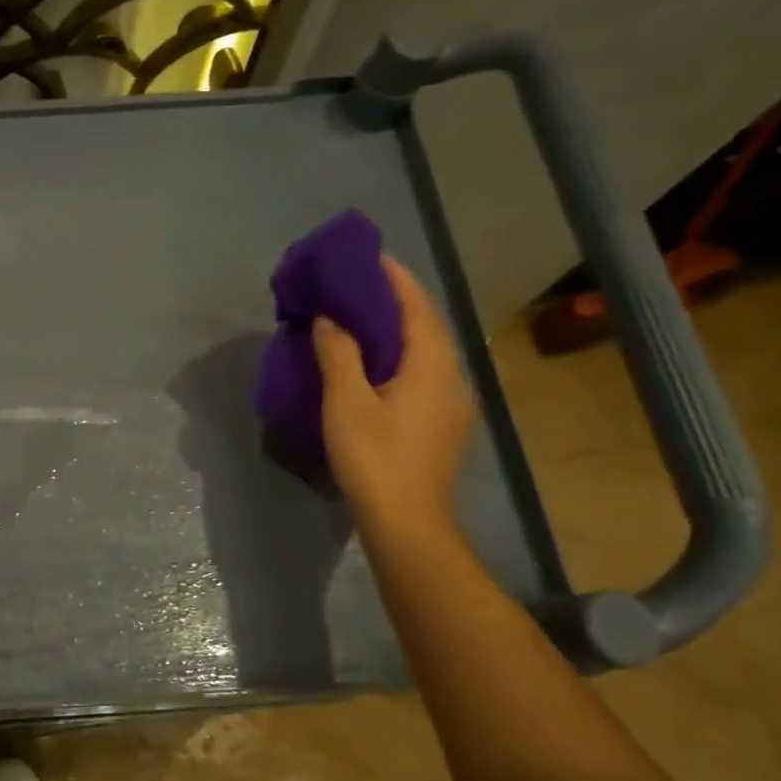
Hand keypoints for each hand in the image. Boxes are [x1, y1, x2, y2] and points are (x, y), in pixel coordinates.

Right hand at [312, 256, 473, 536]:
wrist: (407, 523)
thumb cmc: (375, 459)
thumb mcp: (346, 403)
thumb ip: (339, 354)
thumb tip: (329, 318)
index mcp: (432, 365)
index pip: (416, 306)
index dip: (394, 278)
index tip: (367, 256)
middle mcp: (450, 377)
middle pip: (424, 326)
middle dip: (392, 301)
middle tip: (353, 286)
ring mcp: (448, 403)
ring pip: (422, 352)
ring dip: (392, 330)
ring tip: (356, 318)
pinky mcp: (438, 424)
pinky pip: (418, 373)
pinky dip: (393, 356)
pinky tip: (368, 364)